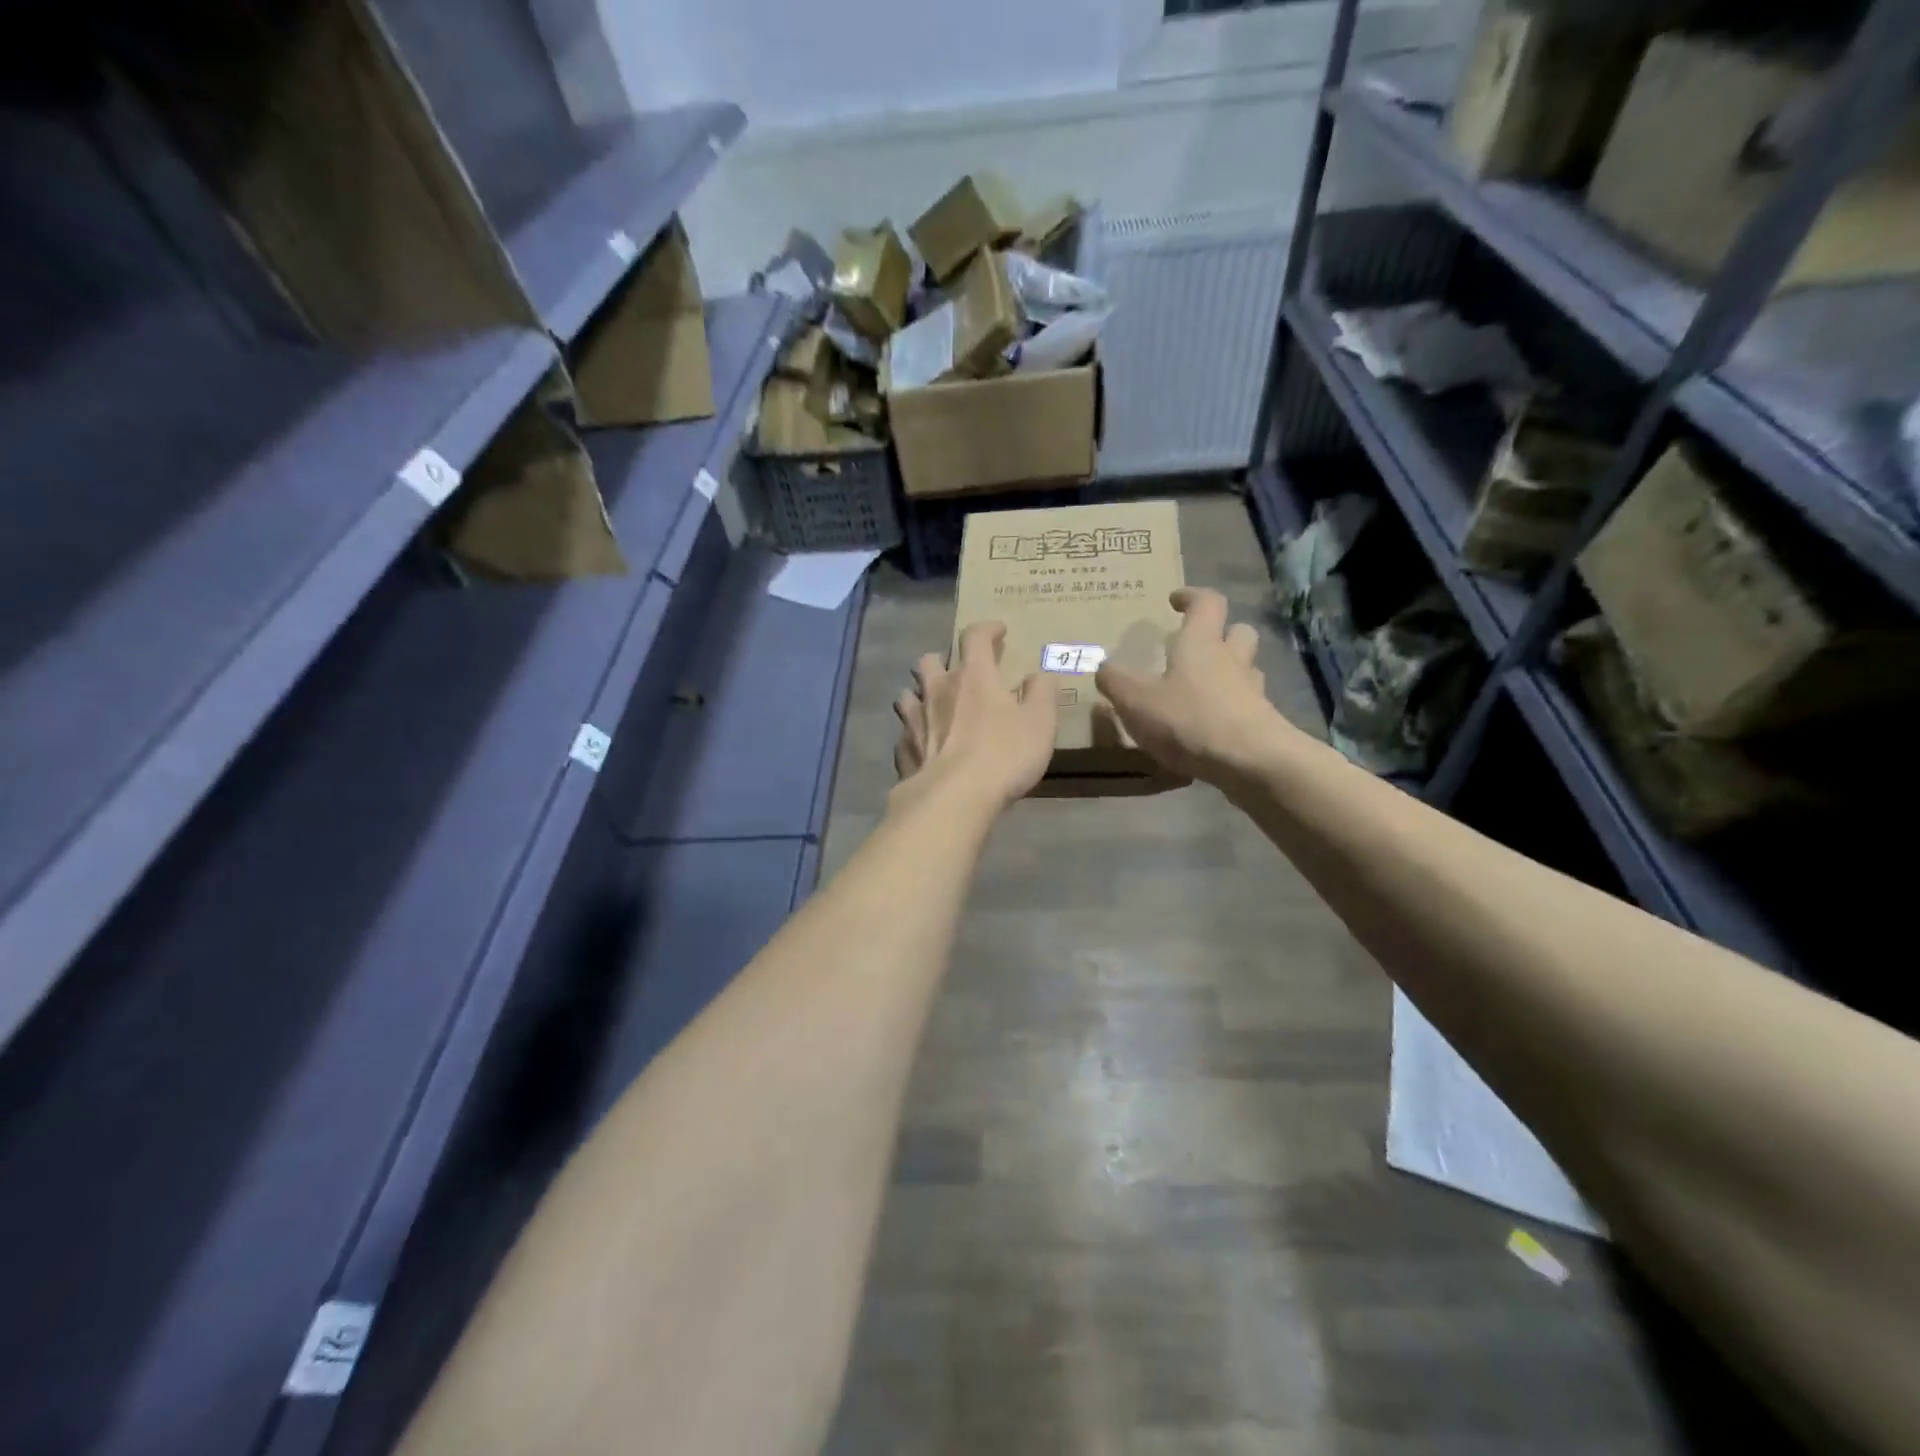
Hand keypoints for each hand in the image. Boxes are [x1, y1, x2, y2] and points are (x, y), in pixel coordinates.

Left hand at [893, 622, 1057, 812]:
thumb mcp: (1040, 722)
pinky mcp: (903, 750)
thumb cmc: (1003, 755)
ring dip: (920, 694)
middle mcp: (938, 690)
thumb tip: (1040, 675)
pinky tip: (923, 745)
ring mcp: (915, 720)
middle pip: (930, 661)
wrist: (953, 798)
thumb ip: (1042, 693)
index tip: (997, 631)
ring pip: (908, 694)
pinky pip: (904, 733)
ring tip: (933, 706)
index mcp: (973, 677)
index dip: (986, 629)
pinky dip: (913, 733)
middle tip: (957, 672)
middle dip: (943, 660)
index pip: (975, 637)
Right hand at [1095, 587, 1286, 784]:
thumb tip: (1102, 666)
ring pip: (1247, 669)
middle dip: (1222, 633)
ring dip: (1231, 672)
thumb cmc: (1189, 719)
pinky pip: (1248, 706)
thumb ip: (1116, 681)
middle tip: (1199, 645)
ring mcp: (1253, 692)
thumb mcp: (1136, 701)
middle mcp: (1233, 660)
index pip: (1206, 603)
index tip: (1176, 600)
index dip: (1191, 597)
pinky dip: (1232, 709)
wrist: (1252, 762)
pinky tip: (1213, 728)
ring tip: (1205, 688)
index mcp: (1202, 642)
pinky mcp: (1264, 723)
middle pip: (1239, 632)